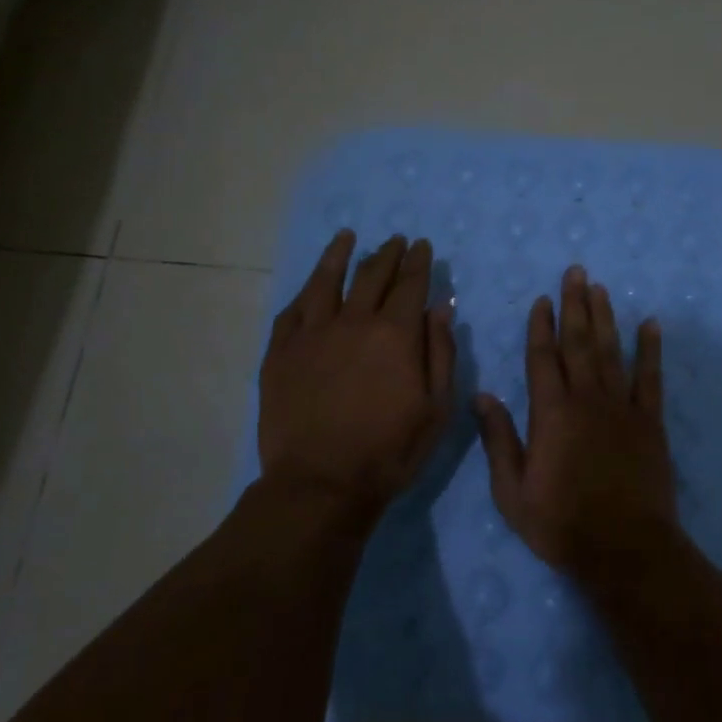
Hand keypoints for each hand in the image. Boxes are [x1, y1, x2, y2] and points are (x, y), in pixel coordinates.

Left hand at [259, 230, 455, 527]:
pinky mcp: (280, 354)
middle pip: (371, 276)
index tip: (422, 246)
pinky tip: (309, 286)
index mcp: (395, 335)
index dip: (418, 262)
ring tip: (346, 238)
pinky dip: (304, 293)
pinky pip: (292, 312)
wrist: (321, 484)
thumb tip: (441, 309)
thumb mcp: (436, 410)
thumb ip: (441, 354)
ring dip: (339, 256)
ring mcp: (311, 335)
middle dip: (387, 254)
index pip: (410, 284)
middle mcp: (353, 322)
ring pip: (325, 282)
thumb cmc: (389, 451)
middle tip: (395, 240)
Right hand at [474, 265, 679, 584]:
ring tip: (600, 287)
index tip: (542, 299)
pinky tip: (650, 324)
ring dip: (605, 317)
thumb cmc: (561, 524)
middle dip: (575, 305)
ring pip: (612, 351)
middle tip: (575, 272)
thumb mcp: (512, 492)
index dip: (541, 326)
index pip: (543, 357)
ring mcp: (622, 407)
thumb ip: (499, 440)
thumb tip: (483, 395)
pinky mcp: (650, 421)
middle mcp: (587, 399)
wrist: (624, 549)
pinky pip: (651, 377)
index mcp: (551, 414)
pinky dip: (651, 349)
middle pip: (579, 342)